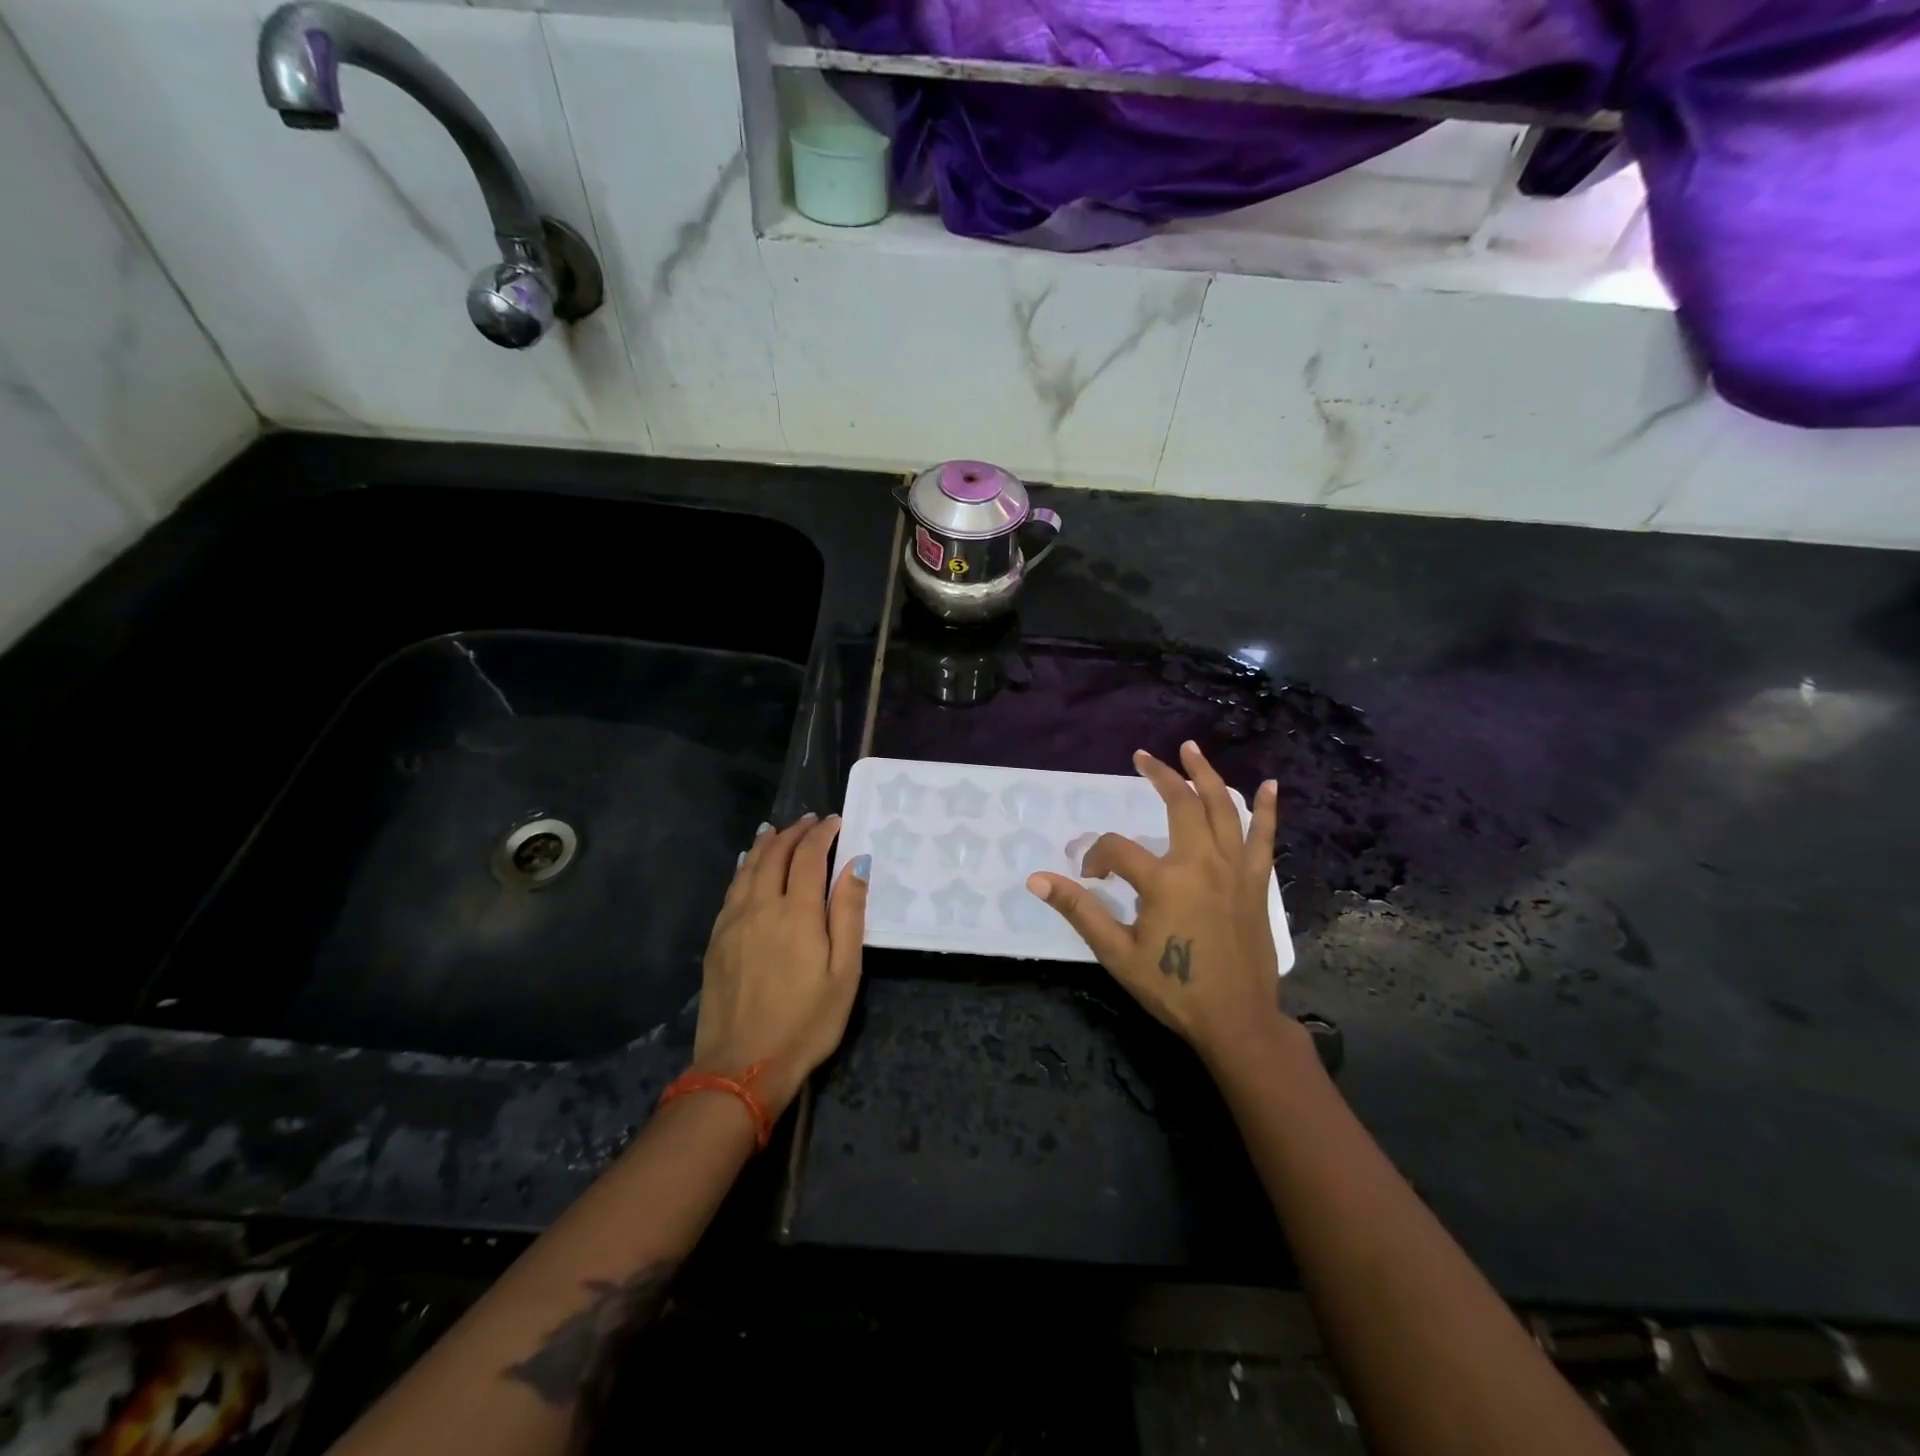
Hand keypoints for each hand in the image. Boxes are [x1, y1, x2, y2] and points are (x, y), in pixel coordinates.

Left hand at [693, 814, 868, 1118]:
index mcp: (798, 912)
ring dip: (766, 844)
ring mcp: (734, 922)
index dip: (821, 834)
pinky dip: (744, 867)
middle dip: (794, 833)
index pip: (809, 856)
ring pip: (749, 868)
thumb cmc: (806, 1021)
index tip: (834, 822)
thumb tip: (856, 863)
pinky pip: (731, 889)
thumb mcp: (844, 973)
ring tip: (776, 830)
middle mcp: (762, 906)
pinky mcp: (717, 940)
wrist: (742, 1066)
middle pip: (775, 855)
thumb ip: (849, 914)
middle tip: (809, 822)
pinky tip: (747, 865)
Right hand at [1028, 742, 1284, 1062]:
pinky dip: (1266, 810)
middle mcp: (1201, 863)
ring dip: (1205, 775)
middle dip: (1159, 776)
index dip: (1096, 857)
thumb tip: (1037, 879)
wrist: (1237, 1020)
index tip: (1090, 877)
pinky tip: (1269, 786)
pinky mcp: (1256, 883)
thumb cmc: (1174, 987)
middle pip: (1179, 804)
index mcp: (1164, 880)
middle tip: (1143, 756)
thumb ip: (1079, 910)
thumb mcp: (1117, 953)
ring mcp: (1234, 870)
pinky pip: (1263, 838)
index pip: (1117, 850)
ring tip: (1191, 749)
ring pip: (1221, 809)